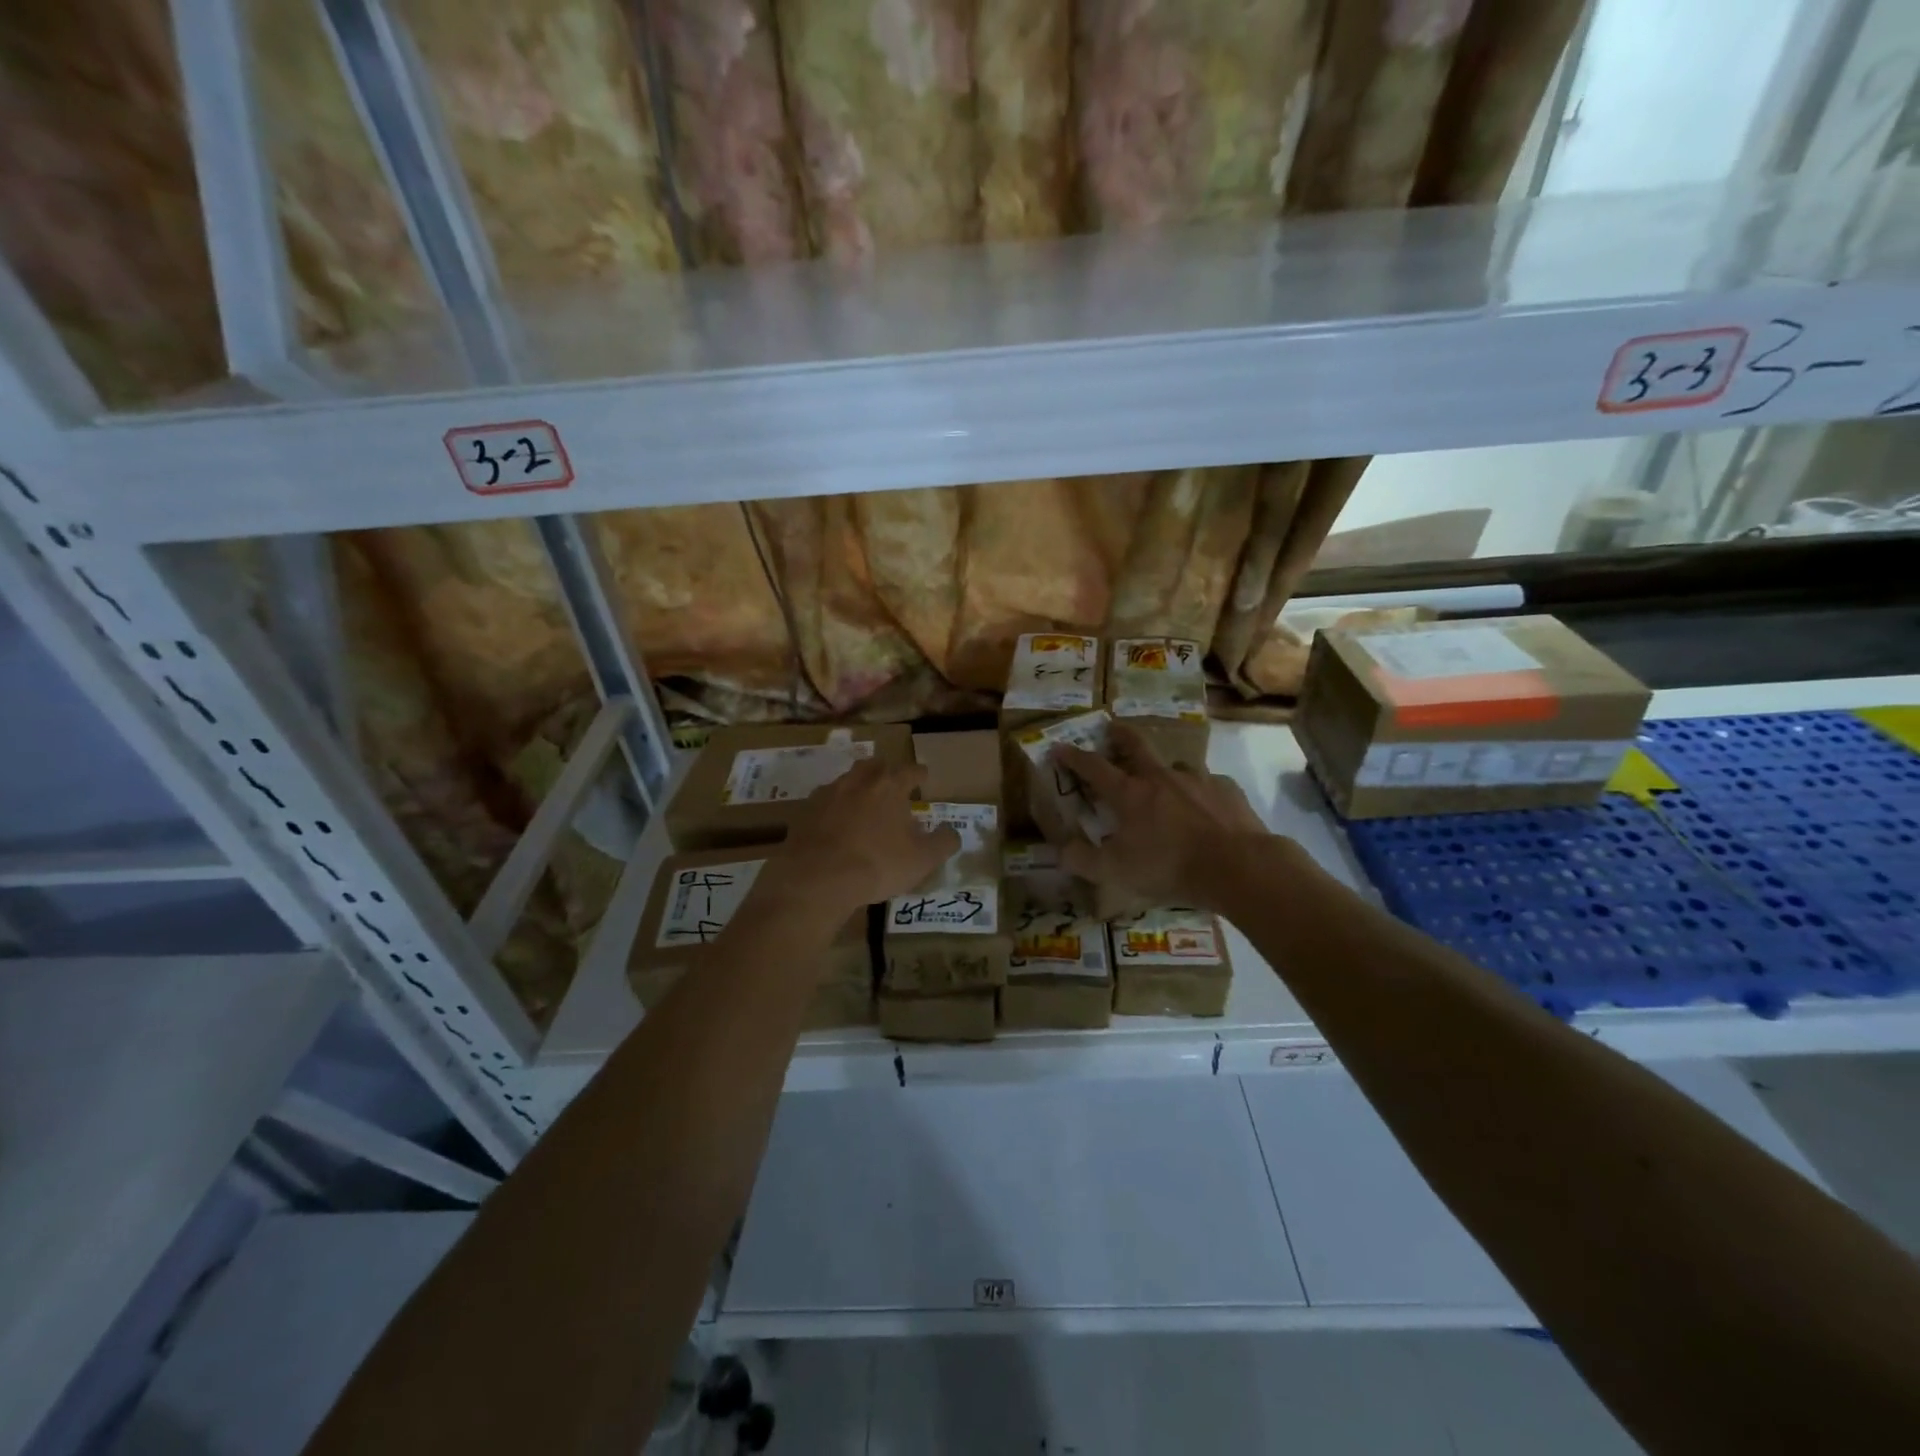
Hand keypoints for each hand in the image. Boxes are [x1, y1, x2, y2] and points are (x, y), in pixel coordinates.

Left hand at [761, 759, 961, 916]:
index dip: (919, 773)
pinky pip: (824, 803)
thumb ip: (943, 842)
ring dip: (857, 788)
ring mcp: (827, 794)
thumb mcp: (922, 859)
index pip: (910, 770)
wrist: (817, 878)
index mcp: (889, 786)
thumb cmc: (877, 864)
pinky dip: (834, 809)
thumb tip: (953, 832)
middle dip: (885, 772)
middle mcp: (857, 781)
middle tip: (892, 783)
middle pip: (874, 766)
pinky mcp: (804, 813)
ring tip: (864, 803)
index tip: (924, 776)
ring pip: (846, 781)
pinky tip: (836, 824)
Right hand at [1052, 722, 1269, 908]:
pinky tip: (1205, 810)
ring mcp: (1197, 779)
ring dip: (1165, 771)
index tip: (1060, 747)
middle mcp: (1161, 777)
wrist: (1237, 866)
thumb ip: (1083, 861)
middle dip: (1120, 735)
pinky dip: (1200, 794)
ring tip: (1167, 785)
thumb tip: (1060, 850)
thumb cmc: (1169, 866)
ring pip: (1175, 766)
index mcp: (1130, 794)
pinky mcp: (1227, 789)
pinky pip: (1209, 786)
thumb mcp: (1116, 872)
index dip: (1074, 757)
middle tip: (1112, 728)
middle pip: (1136, 745)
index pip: (1094, 768)